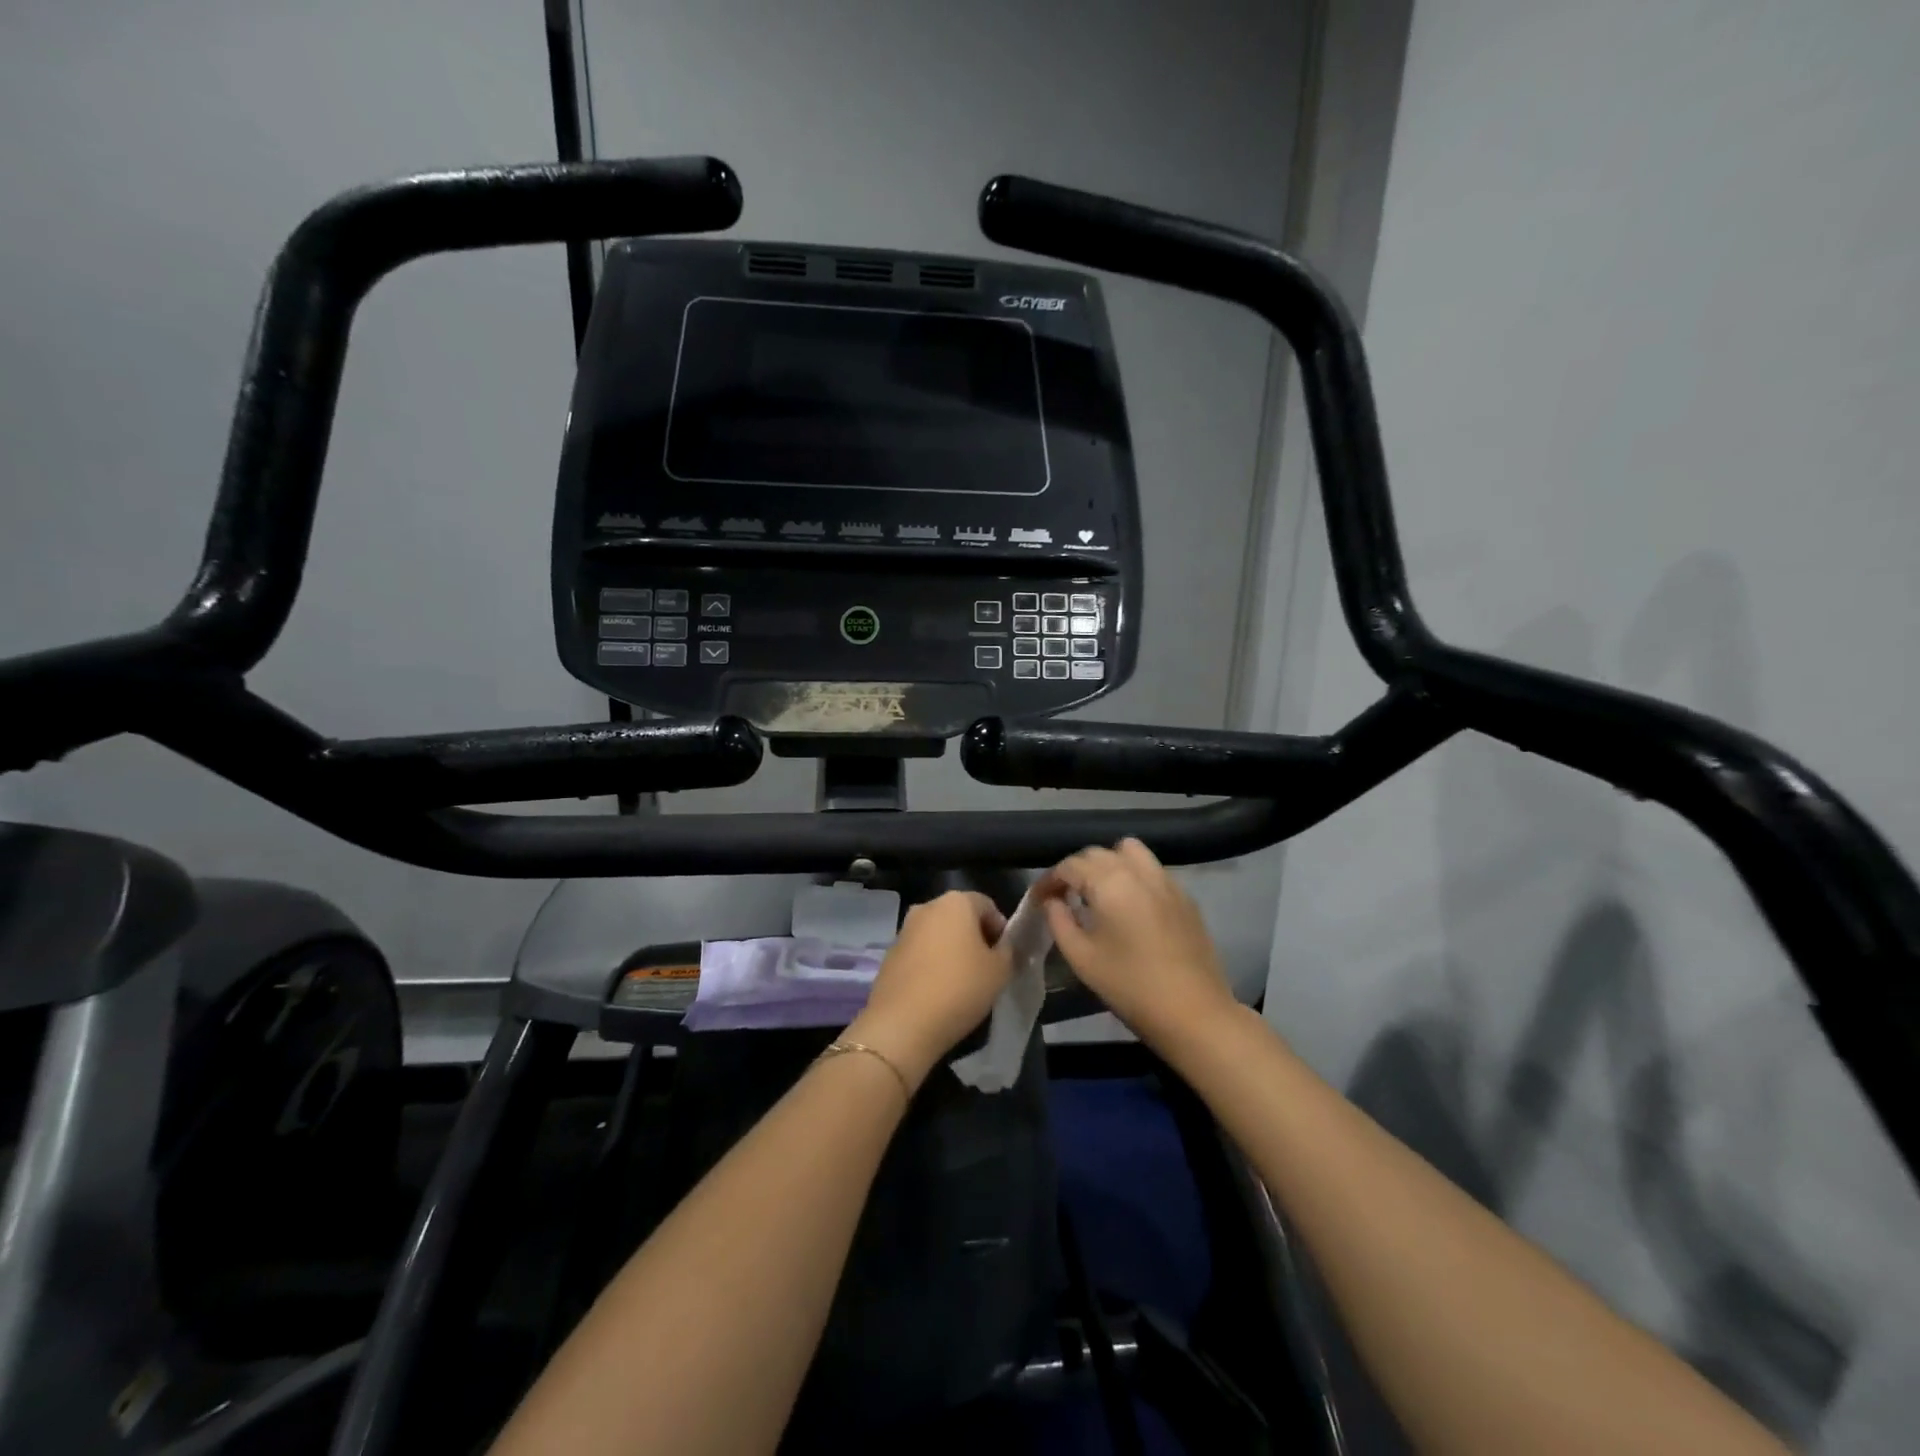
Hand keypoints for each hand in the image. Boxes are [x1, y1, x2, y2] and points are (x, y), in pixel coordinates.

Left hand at [848, 891, 1012, 1090]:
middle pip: (960, 917)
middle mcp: (927, 907)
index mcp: (955, 902)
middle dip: (976, 938)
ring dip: (953, 951)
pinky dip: (932, 964)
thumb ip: (1008, 951)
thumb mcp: (1000, 971)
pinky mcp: (890, 954)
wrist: (903, 1023)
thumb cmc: (960, 988)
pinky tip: (939, 991)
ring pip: (938, 935)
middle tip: (988, 968)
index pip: (987, 905)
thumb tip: (1004, 946)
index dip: (1001, 929)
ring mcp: (904, 930)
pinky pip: (920, 953)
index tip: (1006, 956)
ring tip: (963, 982)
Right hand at [1042, 839, 1238, 1050]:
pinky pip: (1152, 870)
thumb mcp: (1082, 958)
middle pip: (1098, 853)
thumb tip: (1053, 901)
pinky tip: (1130, 906)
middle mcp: (1139, 871)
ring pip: (1130, 852)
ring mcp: (1167, 881)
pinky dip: (1134, 875)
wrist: (1194, 1013)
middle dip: (1076, 870)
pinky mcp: (1185, 897)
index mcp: (1110, 883)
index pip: (1070, 865)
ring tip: (1099, 892)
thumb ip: (1059, 921)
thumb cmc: (1130, 987)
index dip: (1049, 880)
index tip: (1039, 900)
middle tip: (1064, 897)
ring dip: (1108, 863)